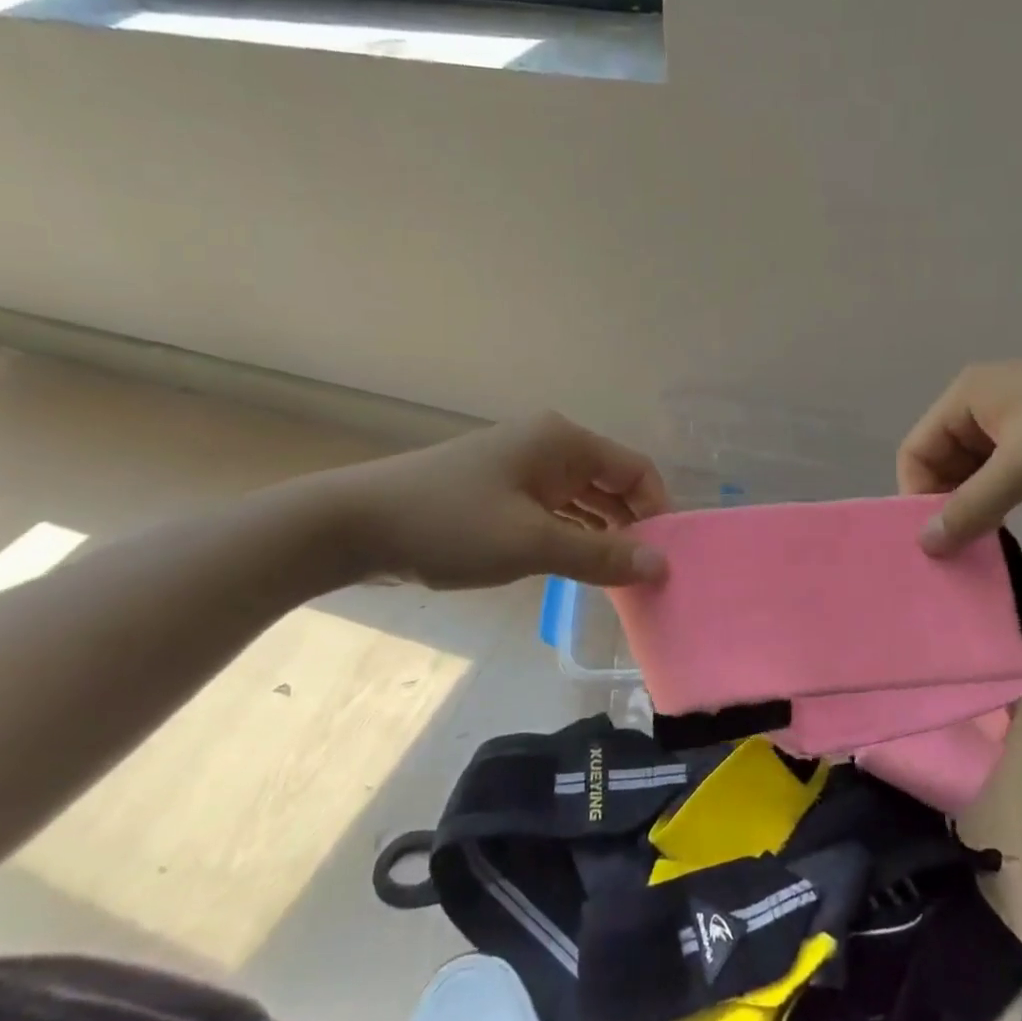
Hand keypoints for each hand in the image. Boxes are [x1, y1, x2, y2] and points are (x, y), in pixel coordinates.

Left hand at [297, 412, 671, 589]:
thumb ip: (601, 555)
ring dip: (603, 535)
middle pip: (612, 483)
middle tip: (647, 576)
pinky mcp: (501, 491)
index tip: (665, 558)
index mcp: (563, 442)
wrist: (356, 524)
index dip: (657, 511)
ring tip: (621, 579)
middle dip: (632, 526)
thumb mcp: (531, 543)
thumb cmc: (451, 524)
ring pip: (583, 500)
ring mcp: (522, 468)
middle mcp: (548, 447)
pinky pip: (555, 511)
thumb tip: (661, 566)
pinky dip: (572, 536)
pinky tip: (581, 568)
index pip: (635, 469)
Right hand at [899, 342, 1021, 553]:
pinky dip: (1001, 506)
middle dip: (945, 507)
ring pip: (975, 476)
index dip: (916, 495)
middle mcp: (983, 409)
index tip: (934, 541)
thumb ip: (972, 506)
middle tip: (956, 555)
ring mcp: (1017, 427)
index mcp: (965, 398)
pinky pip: (1007, 480)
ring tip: (979, 551)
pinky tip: (1005, 535)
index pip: (916, 451)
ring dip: (974, 511)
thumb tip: (925, 546)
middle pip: (942, 465)